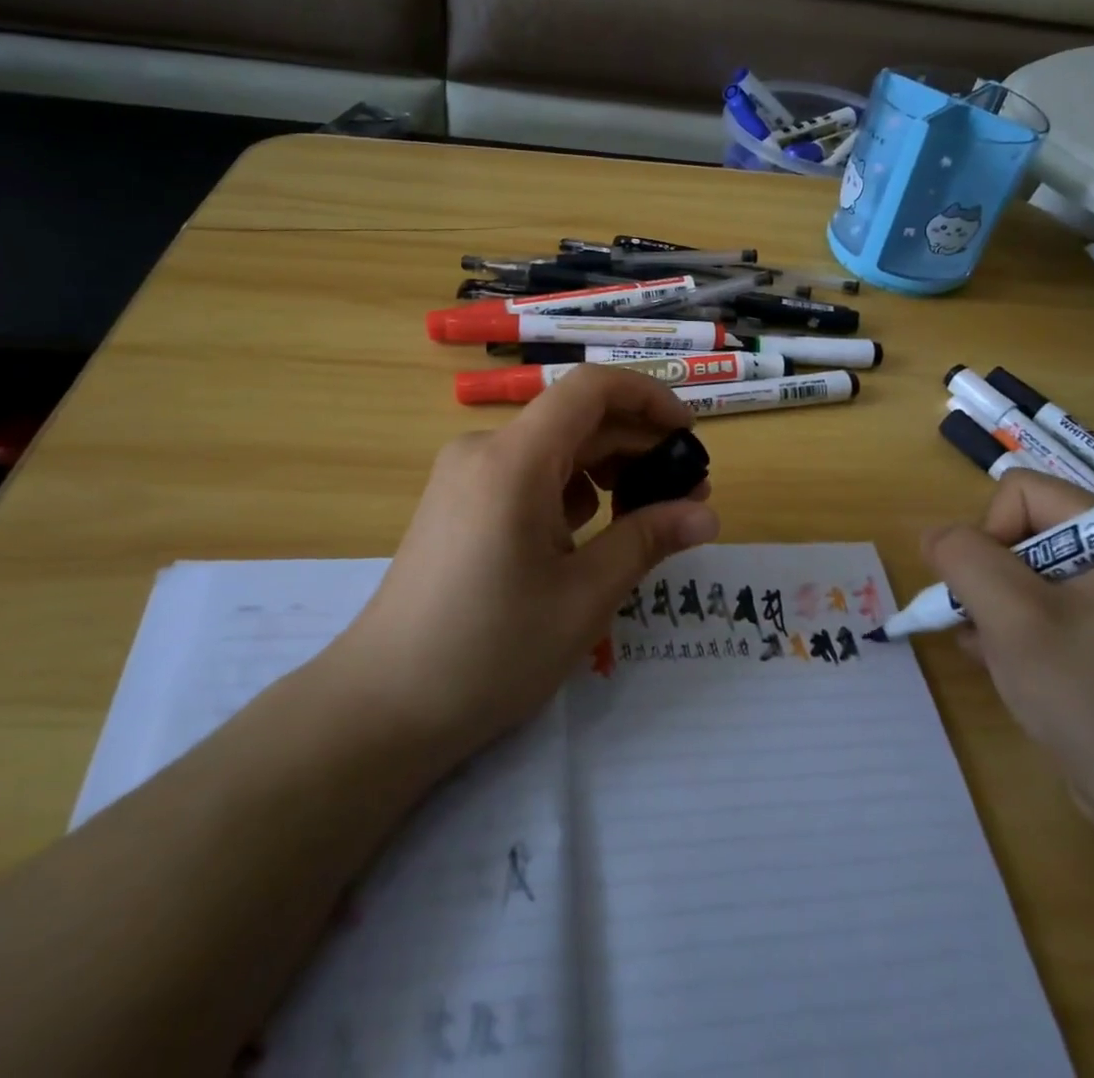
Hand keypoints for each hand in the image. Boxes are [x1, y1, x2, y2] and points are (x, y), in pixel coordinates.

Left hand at [331, 366, 718, 766]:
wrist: (385, 704)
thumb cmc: (491, 650)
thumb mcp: (584, 596)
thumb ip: (648, 540)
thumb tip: (708, 514)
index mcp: (514, 459)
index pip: (590, 388)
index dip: (648, 397)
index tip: (688, 436)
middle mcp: (484, 450)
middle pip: (575, 422)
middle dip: (636, 449)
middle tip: (688, 497)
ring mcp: (464, 476)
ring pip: (552, 451)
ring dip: (605, 474)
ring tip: (645, 522)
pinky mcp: (456, 503)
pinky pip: (525, 477)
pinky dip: (567, 494)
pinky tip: (587, 538)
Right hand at [921, 470, 1093, 850]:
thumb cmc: (1087, 694)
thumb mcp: (1010, 616)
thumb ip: (963, 557)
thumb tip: (935, 537)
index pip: (1020, 492)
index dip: (990, 533)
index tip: (993, 592)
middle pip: (1017, 529)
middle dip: (988, 577)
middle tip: (990, 625)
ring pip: (1018, 570)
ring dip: (992, 607)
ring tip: (997, 652)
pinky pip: (1035, 604)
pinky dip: (1009, 627)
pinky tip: (1005, 665)